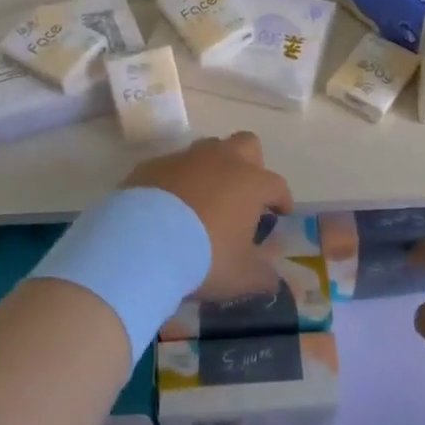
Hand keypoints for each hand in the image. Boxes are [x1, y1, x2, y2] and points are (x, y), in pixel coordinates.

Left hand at [124, 133, 292, 299]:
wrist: (142, 242)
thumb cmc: (204, 257)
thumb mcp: (242, 277)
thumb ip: (263, 276)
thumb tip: (272, 279)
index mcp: (250, 183)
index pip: (277, 184)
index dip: (282, 199)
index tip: (280, 214)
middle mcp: (221, 160)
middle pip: (247, 145)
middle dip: (251, 164)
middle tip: (244, 193)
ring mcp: (185, 158)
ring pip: (208, 149)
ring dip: (212, 168)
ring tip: (205, 198)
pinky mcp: (153, 165)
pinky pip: (172, 166)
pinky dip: (177, 180)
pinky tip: (169, 205)